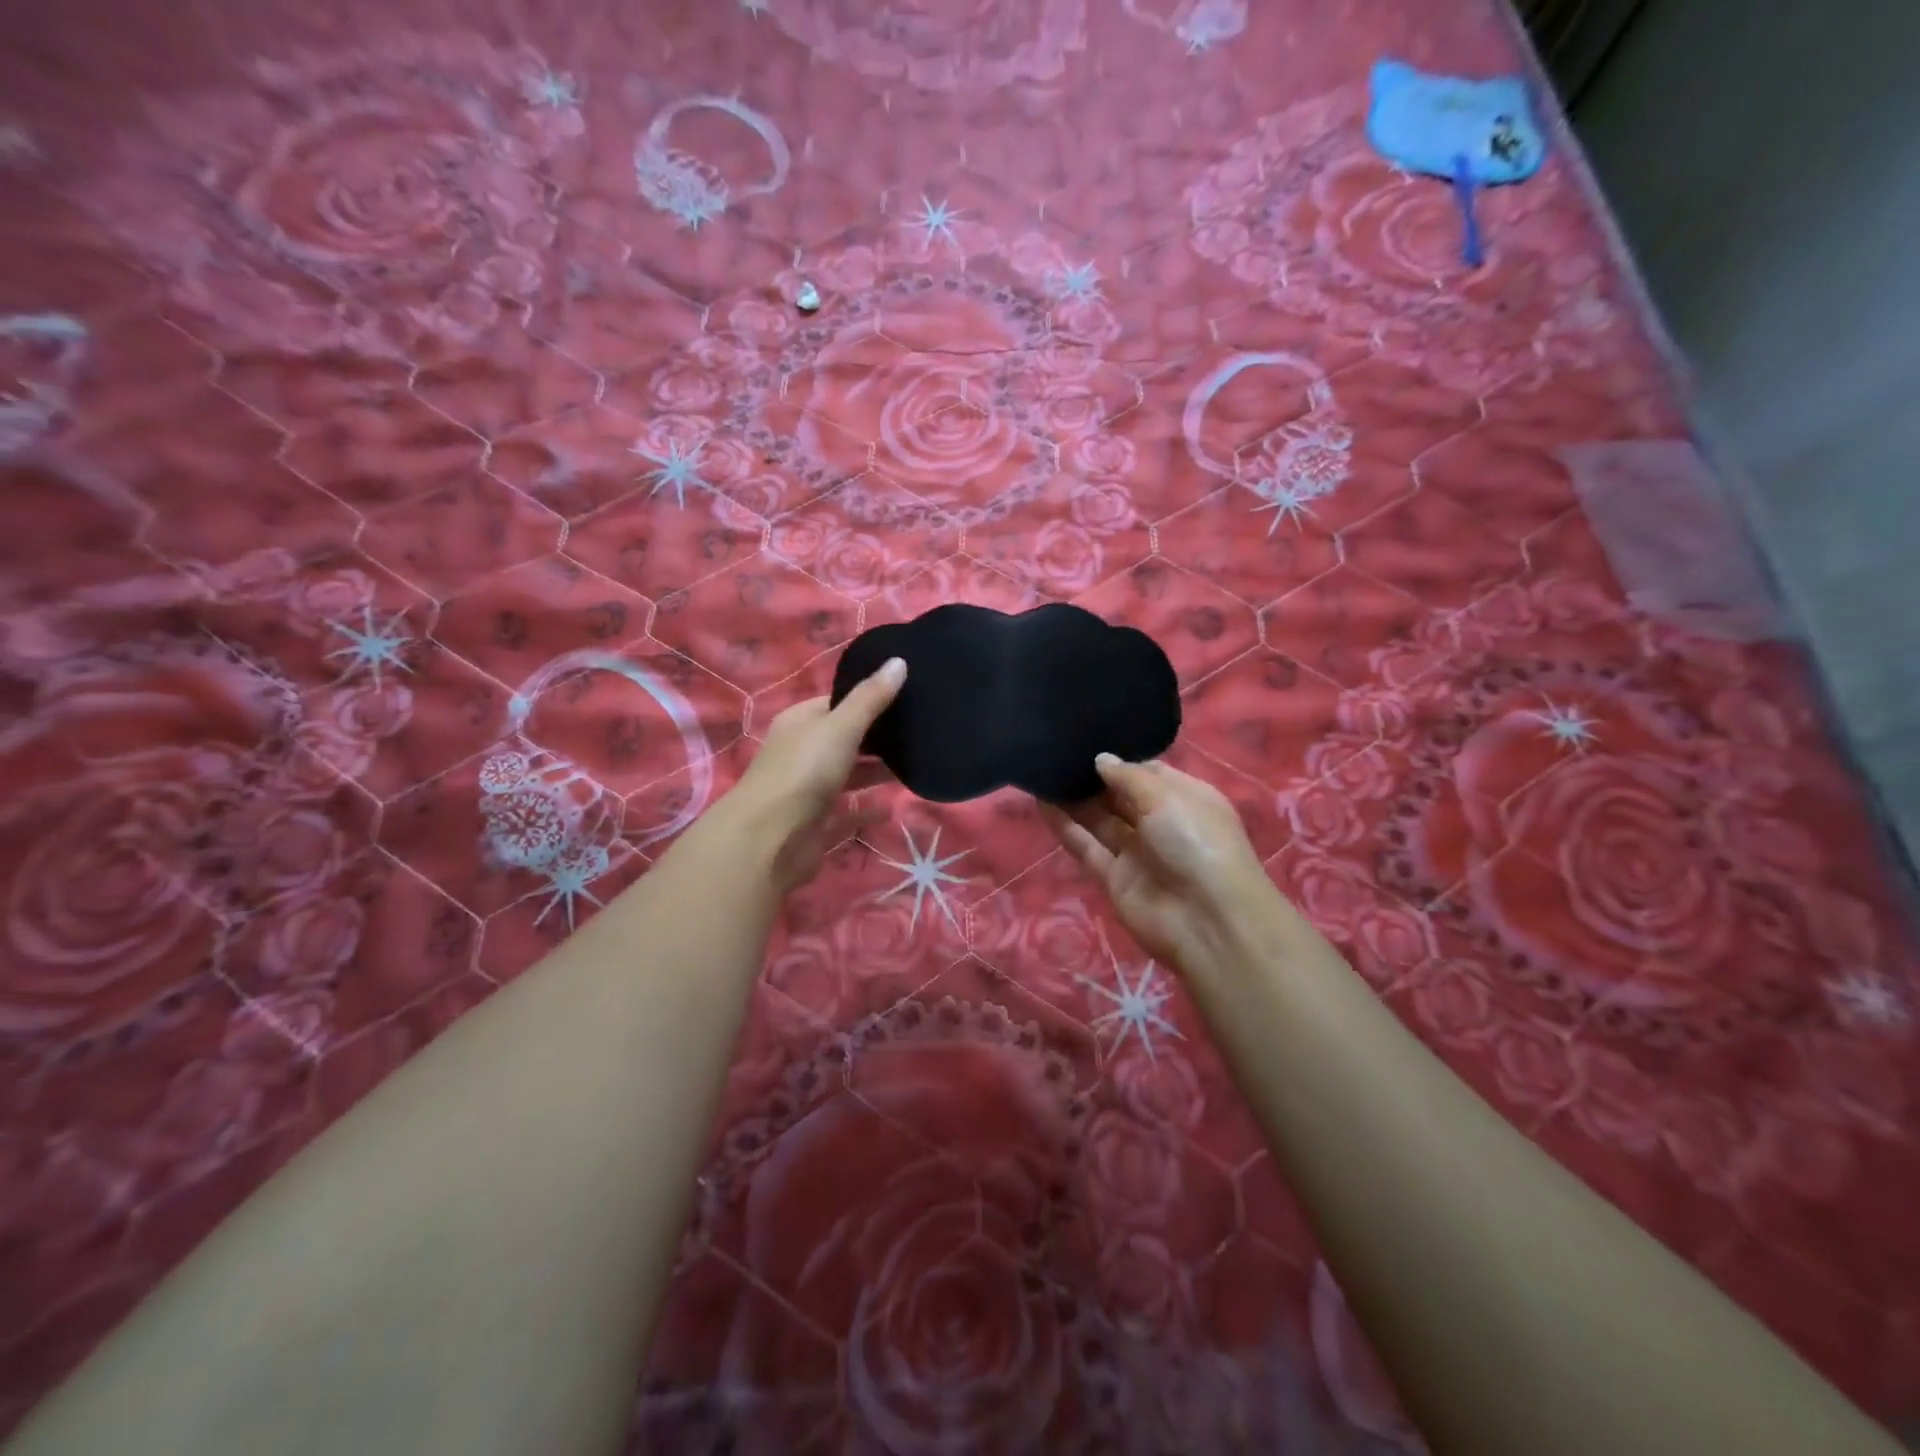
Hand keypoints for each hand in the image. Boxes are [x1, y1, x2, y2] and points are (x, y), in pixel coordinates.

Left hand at [727, 657, 906, 889]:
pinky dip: (867, 809)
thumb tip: (899, 661)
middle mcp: (801, 752)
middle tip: (919, 732)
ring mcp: (807, 789)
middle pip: (844, 739)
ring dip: (874, 772)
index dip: (867, 698)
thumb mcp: (841, 727)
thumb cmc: (804, 771)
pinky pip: (847, 812)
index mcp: (800, 722)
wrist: (769, 839)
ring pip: (847, 774)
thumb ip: (871, 699)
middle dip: (876, 737)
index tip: (906, 697)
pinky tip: (892, 808)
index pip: (836, 703)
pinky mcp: (816, 823)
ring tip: (914, 765)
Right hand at [1042, 754, 1279, 972]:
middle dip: (1094, 778)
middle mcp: (1162, 823)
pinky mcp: (1114, 878)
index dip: (1121, 761)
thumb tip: (1100, 759)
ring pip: (1100, 820)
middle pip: (1121, 796)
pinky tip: (1042, 804)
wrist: (1206, 921)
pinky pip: (1086, 846)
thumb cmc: (1196, 842)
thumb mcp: (1167, 797)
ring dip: (1074, 800)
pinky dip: (1066, 827)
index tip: (1087, 743)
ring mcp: (1137, 852)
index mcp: (1186, 799)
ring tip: (1043, 773)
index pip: (1149, 773)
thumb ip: (1128, 776)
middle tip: (1057, 754)